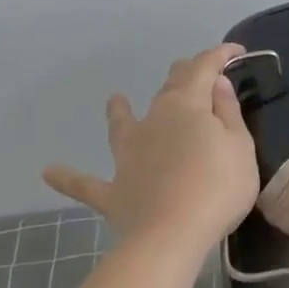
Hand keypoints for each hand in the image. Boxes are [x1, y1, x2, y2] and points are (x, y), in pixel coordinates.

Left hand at [43, 43, 258, 257]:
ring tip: (114, 99)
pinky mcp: (113, 189)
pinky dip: (68, 176)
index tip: (236, 51)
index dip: (219, 55)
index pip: (204, 69)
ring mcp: (128, 154)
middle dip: (184, 74)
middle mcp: (153, 120)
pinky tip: (48, 171)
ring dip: (119, 111)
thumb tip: (215, 83)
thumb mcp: (240, 146)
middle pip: (168, 88)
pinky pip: (84, 182)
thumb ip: (227, 112)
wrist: (172, 236)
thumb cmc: (219, 187)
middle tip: (198, 72)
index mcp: (187, 106)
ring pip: (121, 124)